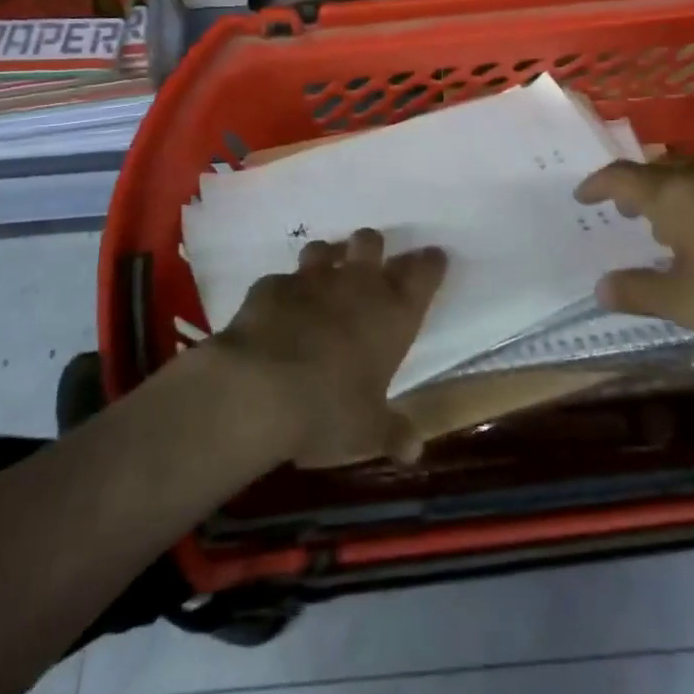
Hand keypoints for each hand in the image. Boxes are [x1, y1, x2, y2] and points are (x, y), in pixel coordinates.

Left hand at [212, 229, 446, 467]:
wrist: (261, 388)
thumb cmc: (330, 409)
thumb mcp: (369, 431)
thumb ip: (393, 433)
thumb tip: (413, 451)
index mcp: (394, 314)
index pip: (424, 272)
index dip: (430, 263)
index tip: (433, 258)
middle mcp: (357, 285)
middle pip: (371, 242)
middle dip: (371, 249)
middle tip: (368, 267)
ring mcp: (311, 280)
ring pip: (325, 249)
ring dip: (327, 259)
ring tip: (323, 279)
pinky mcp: (271, 286)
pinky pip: (282, 279)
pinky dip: (283, 292)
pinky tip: (278, 310)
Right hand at [574, 156, 693, 362]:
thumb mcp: (687, 302)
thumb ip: (639, 292)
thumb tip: (600, 287)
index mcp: (674, 193)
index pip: (622, 176)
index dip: (598, 185)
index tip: (583, 196)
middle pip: (660, 169)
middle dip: (637, 187)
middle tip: (626, 211)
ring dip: (674, 192)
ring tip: (669, 222)